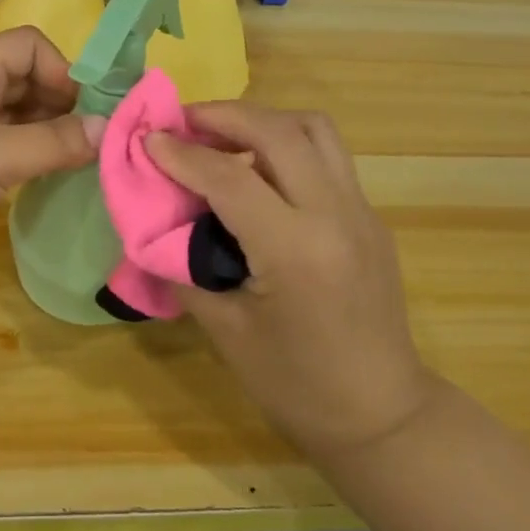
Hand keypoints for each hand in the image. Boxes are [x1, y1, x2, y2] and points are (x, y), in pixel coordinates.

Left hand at [0, 28, 103, 299]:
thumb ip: (56, 142)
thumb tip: (108, 128)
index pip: (27, 45)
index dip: (60, 69)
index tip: (84, 112)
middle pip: (23, 79)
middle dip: (60, 103)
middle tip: (89, 141)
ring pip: (13, 116)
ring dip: (45, 132)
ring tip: (76, 162)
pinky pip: (0, 148)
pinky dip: (26, 157)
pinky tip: (43, 179)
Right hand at [145, 103, 433, 463]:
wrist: (382, 415)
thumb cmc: (296, 385)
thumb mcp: (226, 331)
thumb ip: (186, 268)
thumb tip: (155, 227)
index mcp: (296, 250)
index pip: (229, 177)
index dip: (182, 154)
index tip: (147, 139)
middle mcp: (335, 215)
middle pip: (278, 131)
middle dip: (223, 115)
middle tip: (183, 122)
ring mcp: (361, 211)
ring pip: (313, 129)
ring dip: (262, 122)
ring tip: (221, 138)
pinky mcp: (370, 217)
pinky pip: (326, 156)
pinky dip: (285, 145)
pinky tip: (256, 174)